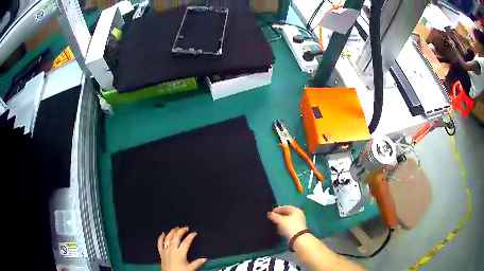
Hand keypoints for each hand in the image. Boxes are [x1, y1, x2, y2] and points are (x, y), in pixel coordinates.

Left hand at [158, 227, 206, 270]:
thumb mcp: (190, 268)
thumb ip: (197, 263)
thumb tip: (205, 259)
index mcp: (180, 253)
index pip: (186, 242)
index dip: (190, 236)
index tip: (194, 233)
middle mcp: (172, 250)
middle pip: (176, 238)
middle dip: (181, 231)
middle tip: (185, 228)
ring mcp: (165, 251)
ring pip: (167, 239)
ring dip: (171, 232)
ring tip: (176, 228)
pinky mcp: (161, 253)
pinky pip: (159, 244)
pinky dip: (161, 238)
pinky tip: (162, 233)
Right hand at [267, 206, 306, 239]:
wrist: (297, 238)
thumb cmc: (289, 226)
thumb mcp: (280, 220)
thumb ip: (274, 216)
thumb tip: (269, 214)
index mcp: (296, 210)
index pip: (286, 207)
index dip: (278, 209)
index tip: (271, 212)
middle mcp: (299, 215)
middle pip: (287, 214)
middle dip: (279, 216)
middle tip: (272, 217)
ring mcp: (299, 223)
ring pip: (288, 221)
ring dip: (281, 222)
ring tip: (274, 224)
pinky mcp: (297, 230)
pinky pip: (289, 226)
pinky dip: (283, 227)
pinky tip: (278, 230)